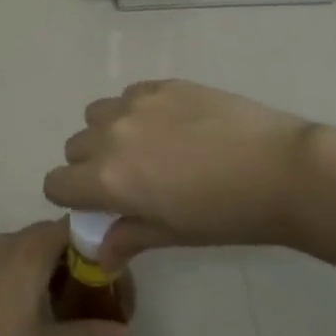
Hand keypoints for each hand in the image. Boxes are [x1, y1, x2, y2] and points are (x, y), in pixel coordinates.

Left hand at [0, 220, 130, 335]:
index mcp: (30, 250)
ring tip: (54, 300)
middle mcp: (7, 240)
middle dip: (68, 255)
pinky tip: (16, 307)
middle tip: (87, 288)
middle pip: (46, 235)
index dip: (91, 240)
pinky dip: (16, 270)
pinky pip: (0, 257)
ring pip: (22, 246)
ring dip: (41, 263)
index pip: (70, 226)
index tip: (107, 267)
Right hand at [43, 79, 323, 263]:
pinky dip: (136, 111)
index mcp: (107, 178)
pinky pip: (129, 95)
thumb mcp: (173, 234)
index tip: (96, 206)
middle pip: (75, 147)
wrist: (278, 168)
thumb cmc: (226, 215)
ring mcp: (135, 103)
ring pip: (97, 115)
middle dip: (89, 165)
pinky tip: (172, 126)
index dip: (71, 197)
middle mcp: (111, 135)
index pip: (57, 183)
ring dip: (109, 133)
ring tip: (147, 148)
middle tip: (128, 180)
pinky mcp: (161, 84)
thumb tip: (99, 252)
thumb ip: (127, 236)